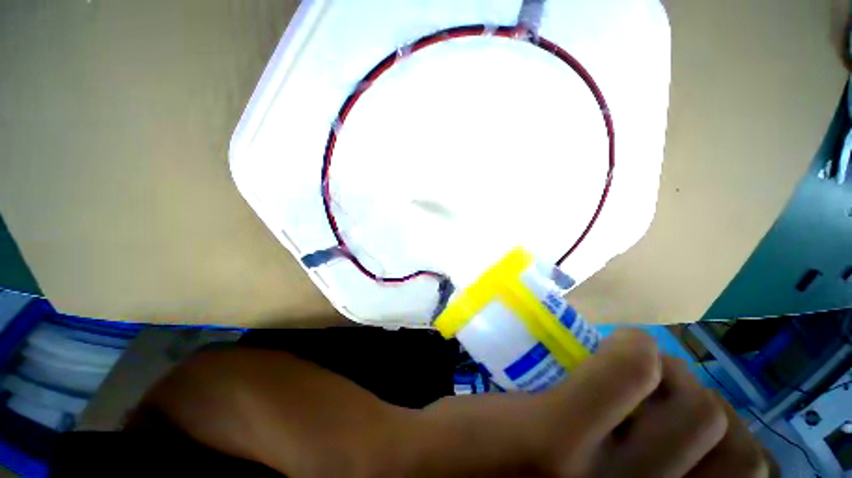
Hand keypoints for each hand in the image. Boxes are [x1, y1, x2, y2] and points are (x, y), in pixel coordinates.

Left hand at [405, 329, 773, 476]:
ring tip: (629, 367)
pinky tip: (614, 345)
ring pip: (699, 406)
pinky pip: (630, 373)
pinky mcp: (557, 436)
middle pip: (732, 439)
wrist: (419, 474)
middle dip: (700, 400)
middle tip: (655, 387)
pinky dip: (634, 351)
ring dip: (672, 374)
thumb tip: (667, 445)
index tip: (682, 418)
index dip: (724, 442)